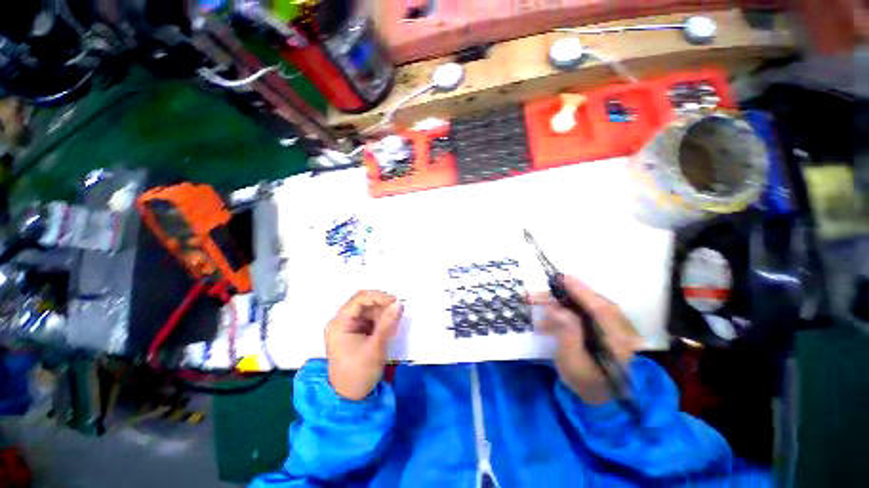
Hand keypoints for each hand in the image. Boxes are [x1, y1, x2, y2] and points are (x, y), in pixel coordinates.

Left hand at [326, 291, 402, 400]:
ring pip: (367, 309)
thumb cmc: (359, 373)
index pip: (359, 299)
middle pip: (363, 302)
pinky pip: (369, 318)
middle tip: (398, 308)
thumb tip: (399, 303)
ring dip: (382, 311)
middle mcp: (341, 321)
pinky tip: (388, 324)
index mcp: (339, 323)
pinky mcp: (355, 332)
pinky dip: (380, 319)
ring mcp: (348, 327)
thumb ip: (387, 323)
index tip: (395, 301)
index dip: (378, 296)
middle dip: (381, 303)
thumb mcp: (375, 347)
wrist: (350, 399)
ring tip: (395, 318)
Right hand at [529, 276, 640, 404]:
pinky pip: (586, 311)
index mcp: (618, 343)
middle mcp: (621, 331)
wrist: (597, 395)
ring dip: (566, 300)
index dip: (583, 292)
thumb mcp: (572, 362)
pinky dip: (567, 308)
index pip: (602, 311)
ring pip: (590, 306)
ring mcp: (614, 328)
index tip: (564, 279)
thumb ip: (567, 334)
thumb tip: (556, 308)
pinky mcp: (605, 326)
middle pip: (596, 304)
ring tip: (544, 298)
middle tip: (551, 283)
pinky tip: (550, 312)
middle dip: (571, 292)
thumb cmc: (584, 381)